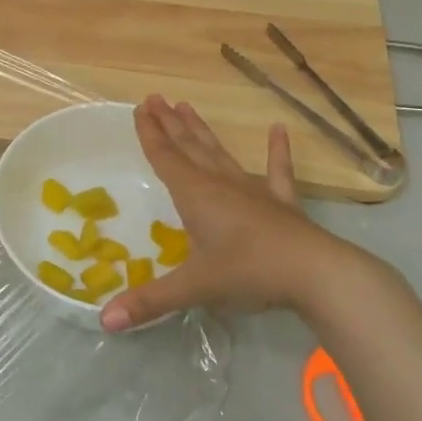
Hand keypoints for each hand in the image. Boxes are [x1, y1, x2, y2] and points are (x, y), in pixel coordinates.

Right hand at [100, 95, 375, 331]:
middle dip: (170, 123)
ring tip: (188, 106)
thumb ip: (149, 302)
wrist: (316, 273)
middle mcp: (220, 184)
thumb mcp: (194, 288)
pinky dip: (278, 152)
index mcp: (195, 195)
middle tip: (156, 98)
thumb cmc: (249, 272)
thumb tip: (105, 322)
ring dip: (202, 131)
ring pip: (220, 154)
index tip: (140, 107)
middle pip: (189, 147)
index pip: (165, 158)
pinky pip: (277, 172)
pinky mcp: (281, 203)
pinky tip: (279, 130)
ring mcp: (253, 191)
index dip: (150, 134)